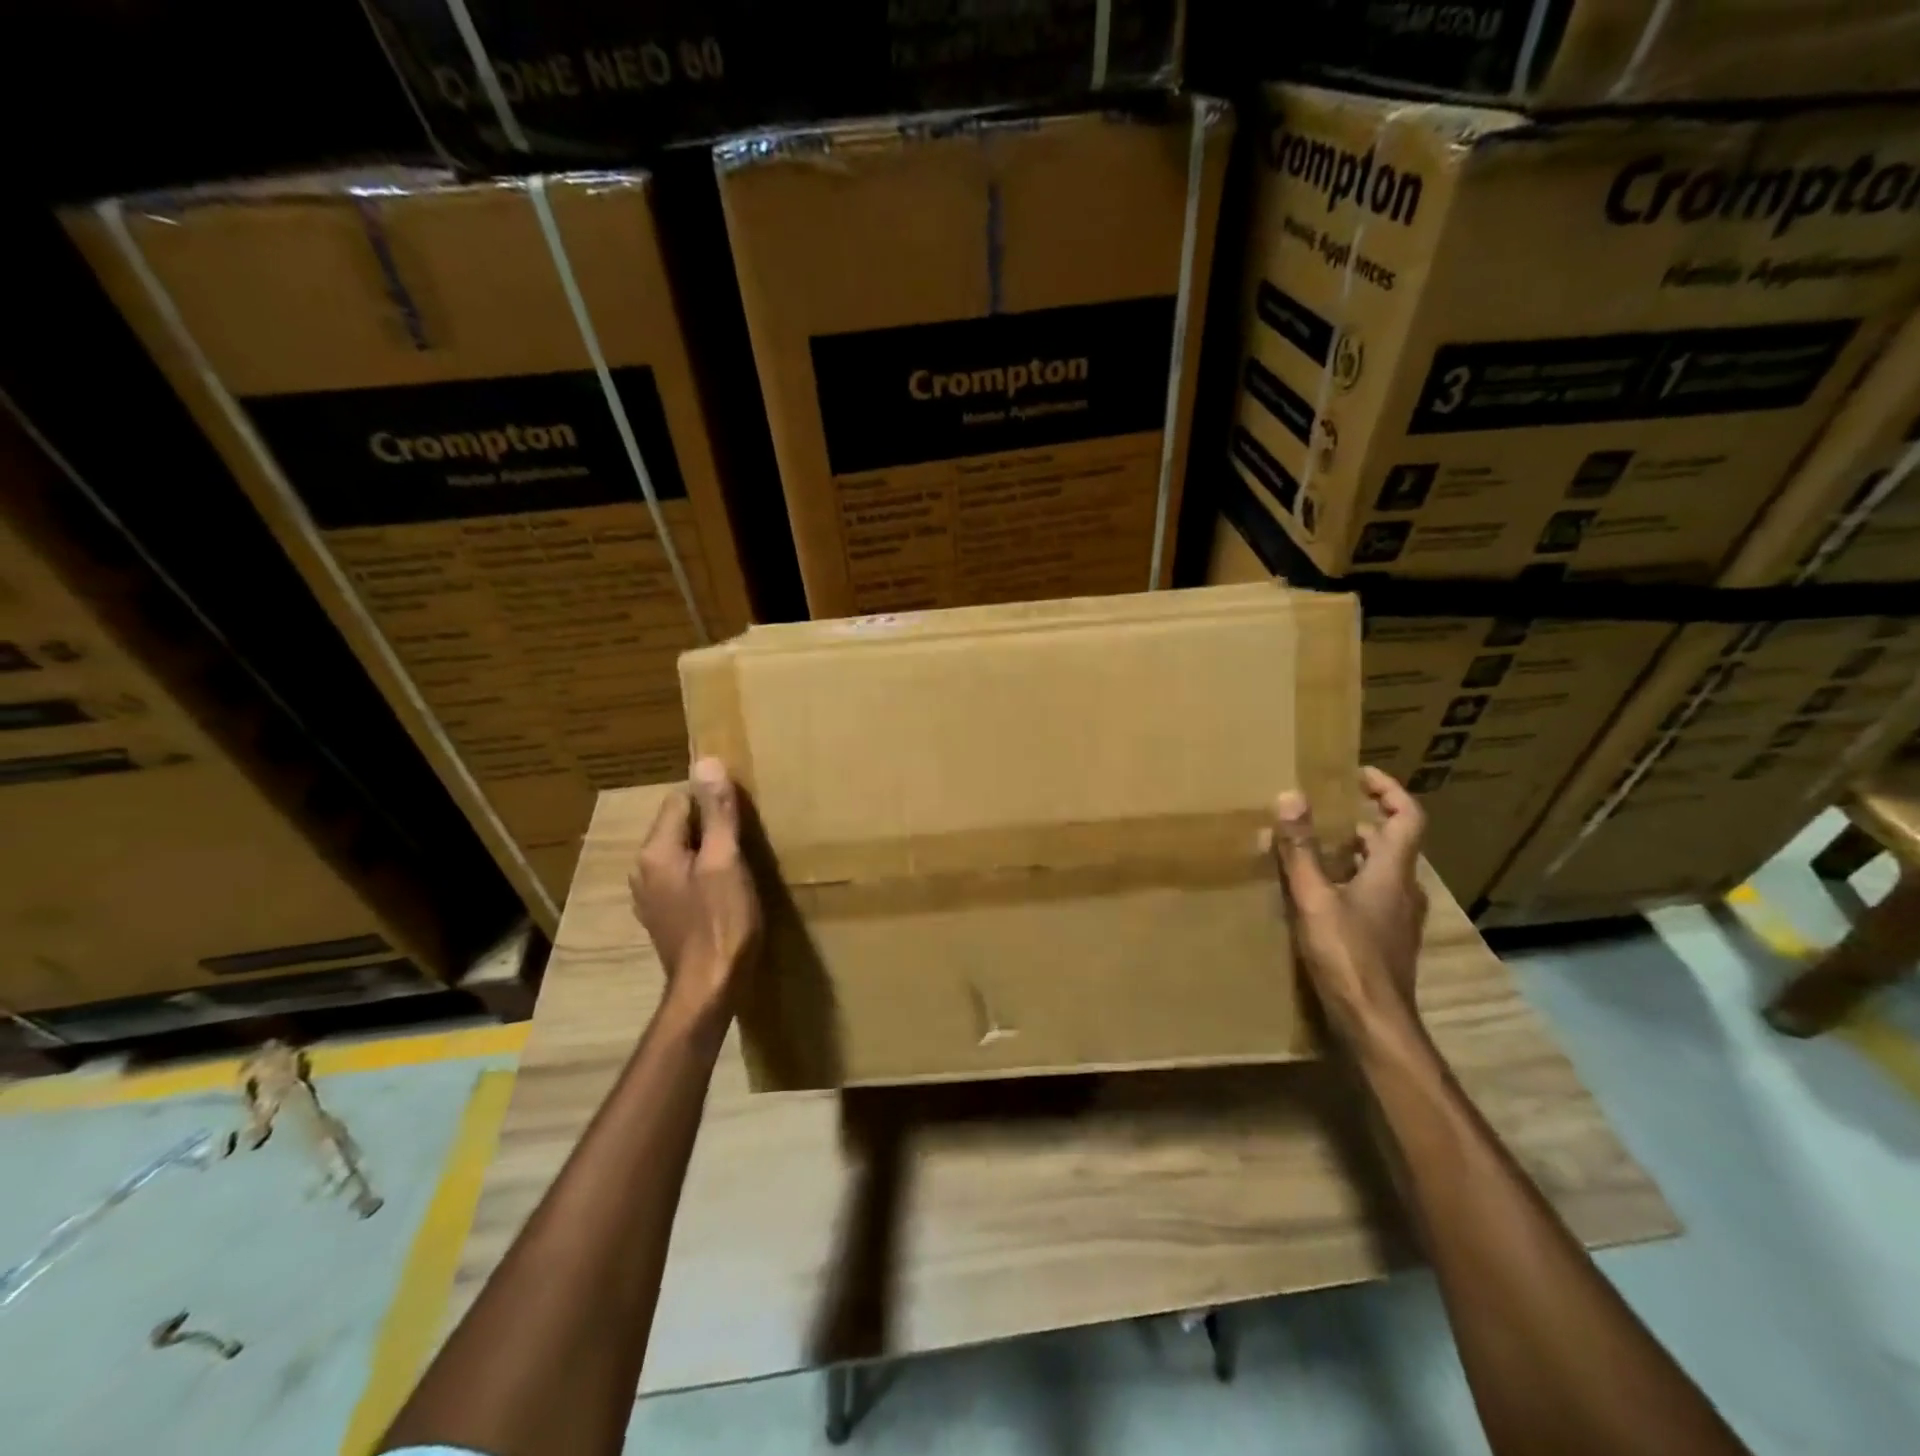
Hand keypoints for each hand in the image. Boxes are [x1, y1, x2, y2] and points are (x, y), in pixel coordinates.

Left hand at [629, 758, 761, 1022]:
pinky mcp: (664, 916)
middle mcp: (643, 869)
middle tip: (746, 836)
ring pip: (682, 852)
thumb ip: (716, 813)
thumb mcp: (725, 861)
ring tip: (740, 861)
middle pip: (679, 825)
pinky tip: (726, 890)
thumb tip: (705, 761)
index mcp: (655, 851)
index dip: (712, 800)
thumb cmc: (722, 923)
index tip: (742, 813)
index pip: (680, 799)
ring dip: (708, 850)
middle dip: (710, 824)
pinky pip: (683, 877)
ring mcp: (651, 896)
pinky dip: (702, 874)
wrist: (709, 989)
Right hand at [1269, 766, 1428, 1047]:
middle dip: (1362, 820)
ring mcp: (1399, 917)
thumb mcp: (1314, 898)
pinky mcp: (1387, 939)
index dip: (1389, 790)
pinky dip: (1351, 880)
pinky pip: (1373, 894)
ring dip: (1355, 852)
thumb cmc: (1347, 956)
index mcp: (1392, 871)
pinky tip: (1320, 893)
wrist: (1375, 1023)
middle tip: (1324, 811)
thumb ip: (1301, 849)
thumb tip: (1290, 796)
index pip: (1407, 816)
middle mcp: (1404, 889)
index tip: (1359, 774)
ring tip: (1315, 847)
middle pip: (1393, 842)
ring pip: (1382, 870)